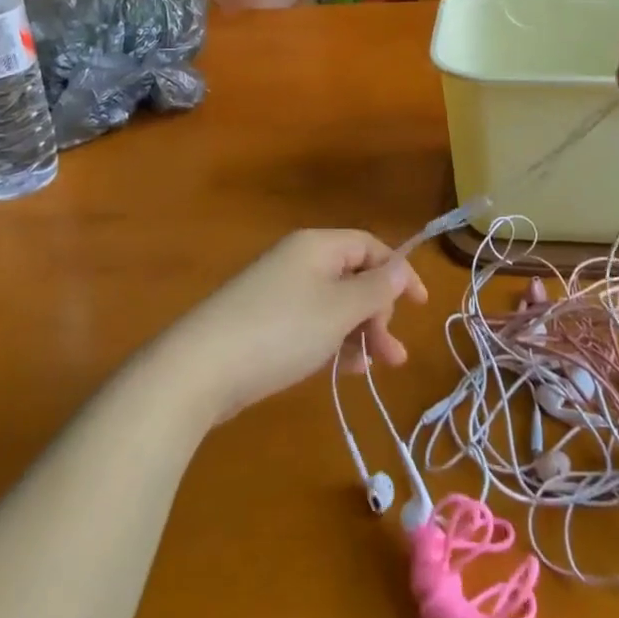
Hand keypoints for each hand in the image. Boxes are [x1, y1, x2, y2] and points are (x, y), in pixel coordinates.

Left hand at [157, 229, 428, 424]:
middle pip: (353, 277)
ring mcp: (278, 292)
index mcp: (317, 246)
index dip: (398, 273)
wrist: (199, 368)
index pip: (369, 246)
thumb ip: (377, 288)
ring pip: (333, 305)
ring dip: (358, 332)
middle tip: (391, 354)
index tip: (419, 307)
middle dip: (378, 313)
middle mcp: (298, 261)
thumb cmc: (281, 330)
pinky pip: (311, 323)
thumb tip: (402, 265)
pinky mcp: (263, 322)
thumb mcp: (339, 310)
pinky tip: (342, 371)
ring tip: (373, 369)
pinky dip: (331, 342)